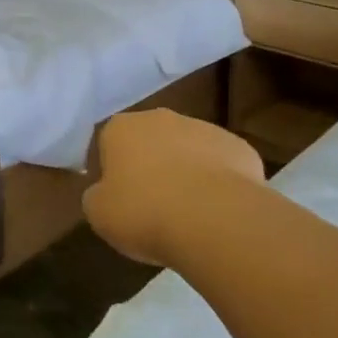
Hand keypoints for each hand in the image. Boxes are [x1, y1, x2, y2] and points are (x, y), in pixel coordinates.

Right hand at [84, 110, 265, 266]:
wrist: (215, 219)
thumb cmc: (144, 212)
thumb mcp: (98, 213)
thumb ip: (96, 196)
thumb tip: (106, 193)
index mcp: (120, 128)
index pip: (108, 144)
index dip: (112, 173)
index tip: (118, 199)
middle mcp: (160, 118)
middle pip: (150, 141)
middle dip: (150, 166)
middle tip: (151, 205)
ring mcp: (204, 129)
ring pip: (188, 150)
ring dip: (186, 173)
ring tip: (189, 213)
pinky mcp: (240, 147)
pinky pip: (222, 166)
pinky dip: (218, 184)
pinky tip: (218, 211)